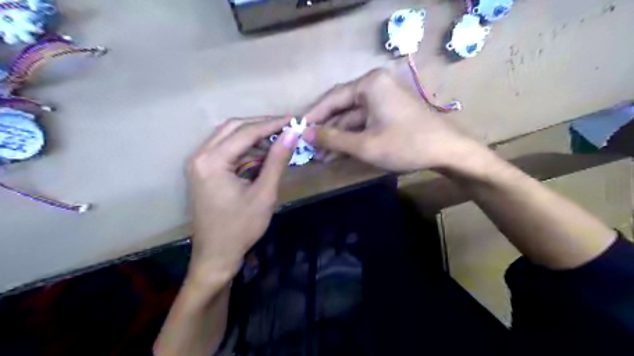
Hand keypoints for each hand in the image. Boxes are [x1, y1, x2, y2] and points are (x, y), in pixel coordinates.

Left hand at [187, 117, 298, 277]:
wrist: (216, 255)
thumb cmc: (241, 228)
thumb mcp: (264, 193)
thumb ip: (277, 160)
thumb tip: (292, 134)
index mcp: (212, 161)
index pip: (246, 132)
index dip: (272, 124)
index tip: (294, 120)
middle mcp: (199, 156)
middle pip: (233, 128)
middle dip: (261, 125)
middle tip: (286, 127)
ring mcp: (198, 163)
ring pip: (228, 136)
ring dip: (252, 135)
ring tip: (277, 139)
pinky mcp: (202, 171)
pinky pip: (224, 149)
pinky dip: (244, 147)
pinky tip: (261, 152)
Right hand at [305, 69, 477, 172]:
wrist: (447, 151)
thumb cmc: (405, 144)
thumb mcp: (364, 145)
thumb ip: (332, 138)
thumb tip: (305, 134)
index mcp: (369, 84)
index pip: (332, 99)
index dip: (313, 116)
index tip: (297, 130)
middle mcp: (375, 86)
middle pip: (342, 108)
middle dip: (326, 130)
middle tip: (308, 147)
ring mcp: (383, 100)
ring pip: (352, 119)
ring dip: (338, 138)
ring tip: (320, 156)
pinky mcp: (389, 113)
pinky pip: (364, 124)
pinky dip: (352, 138)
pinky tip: (338, 153)